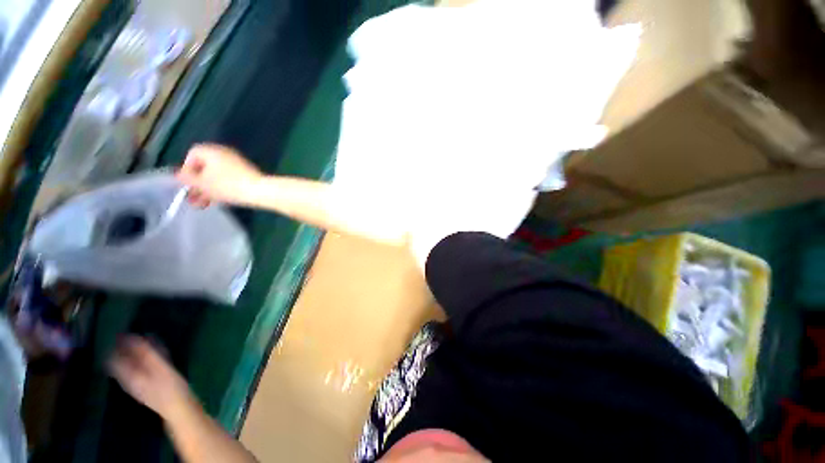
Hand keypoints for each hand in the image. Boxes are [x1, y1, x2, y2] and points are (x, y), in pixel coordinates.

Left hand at [108, 335, 193, 419]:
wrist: (179, 409)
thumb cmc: (170, 387)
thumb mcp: (160, 368)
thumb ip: (146, 353)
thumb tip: (132, 336)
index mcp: (129, 376)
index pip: (113, 359)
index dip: (115, 346)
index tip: (122, 333)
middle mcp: (129, 380)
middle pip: (120, 363)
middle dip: (124, 350)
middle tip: (133, 336)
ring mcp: (138, 385)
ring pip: (129, 367)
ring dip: (133, 355)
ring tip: (143, 343)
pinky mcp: (147, 387)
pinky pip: (139, 370)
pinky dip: (142, 361)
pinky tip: (152, 357)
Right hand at [177, 144, 262, 207]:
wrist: (260, 190)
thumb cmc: (228, 185)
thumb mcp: (202, 183)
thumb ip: (187, 179)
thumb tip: (178, 175)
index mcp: (211, 150)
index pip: (192, 154)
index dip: (187, 169)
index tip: (187, 184)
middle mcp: (224, 153)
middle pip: (204, 167)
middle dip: (197, 184)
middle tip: (192, 199)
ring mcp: (237, 163)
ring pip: (216, 175)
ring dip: (207, 189)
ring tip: (201, 205)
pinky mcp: (246, 174)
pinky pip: (228, 179)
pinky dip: (221, 188)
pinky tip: (217, 202)